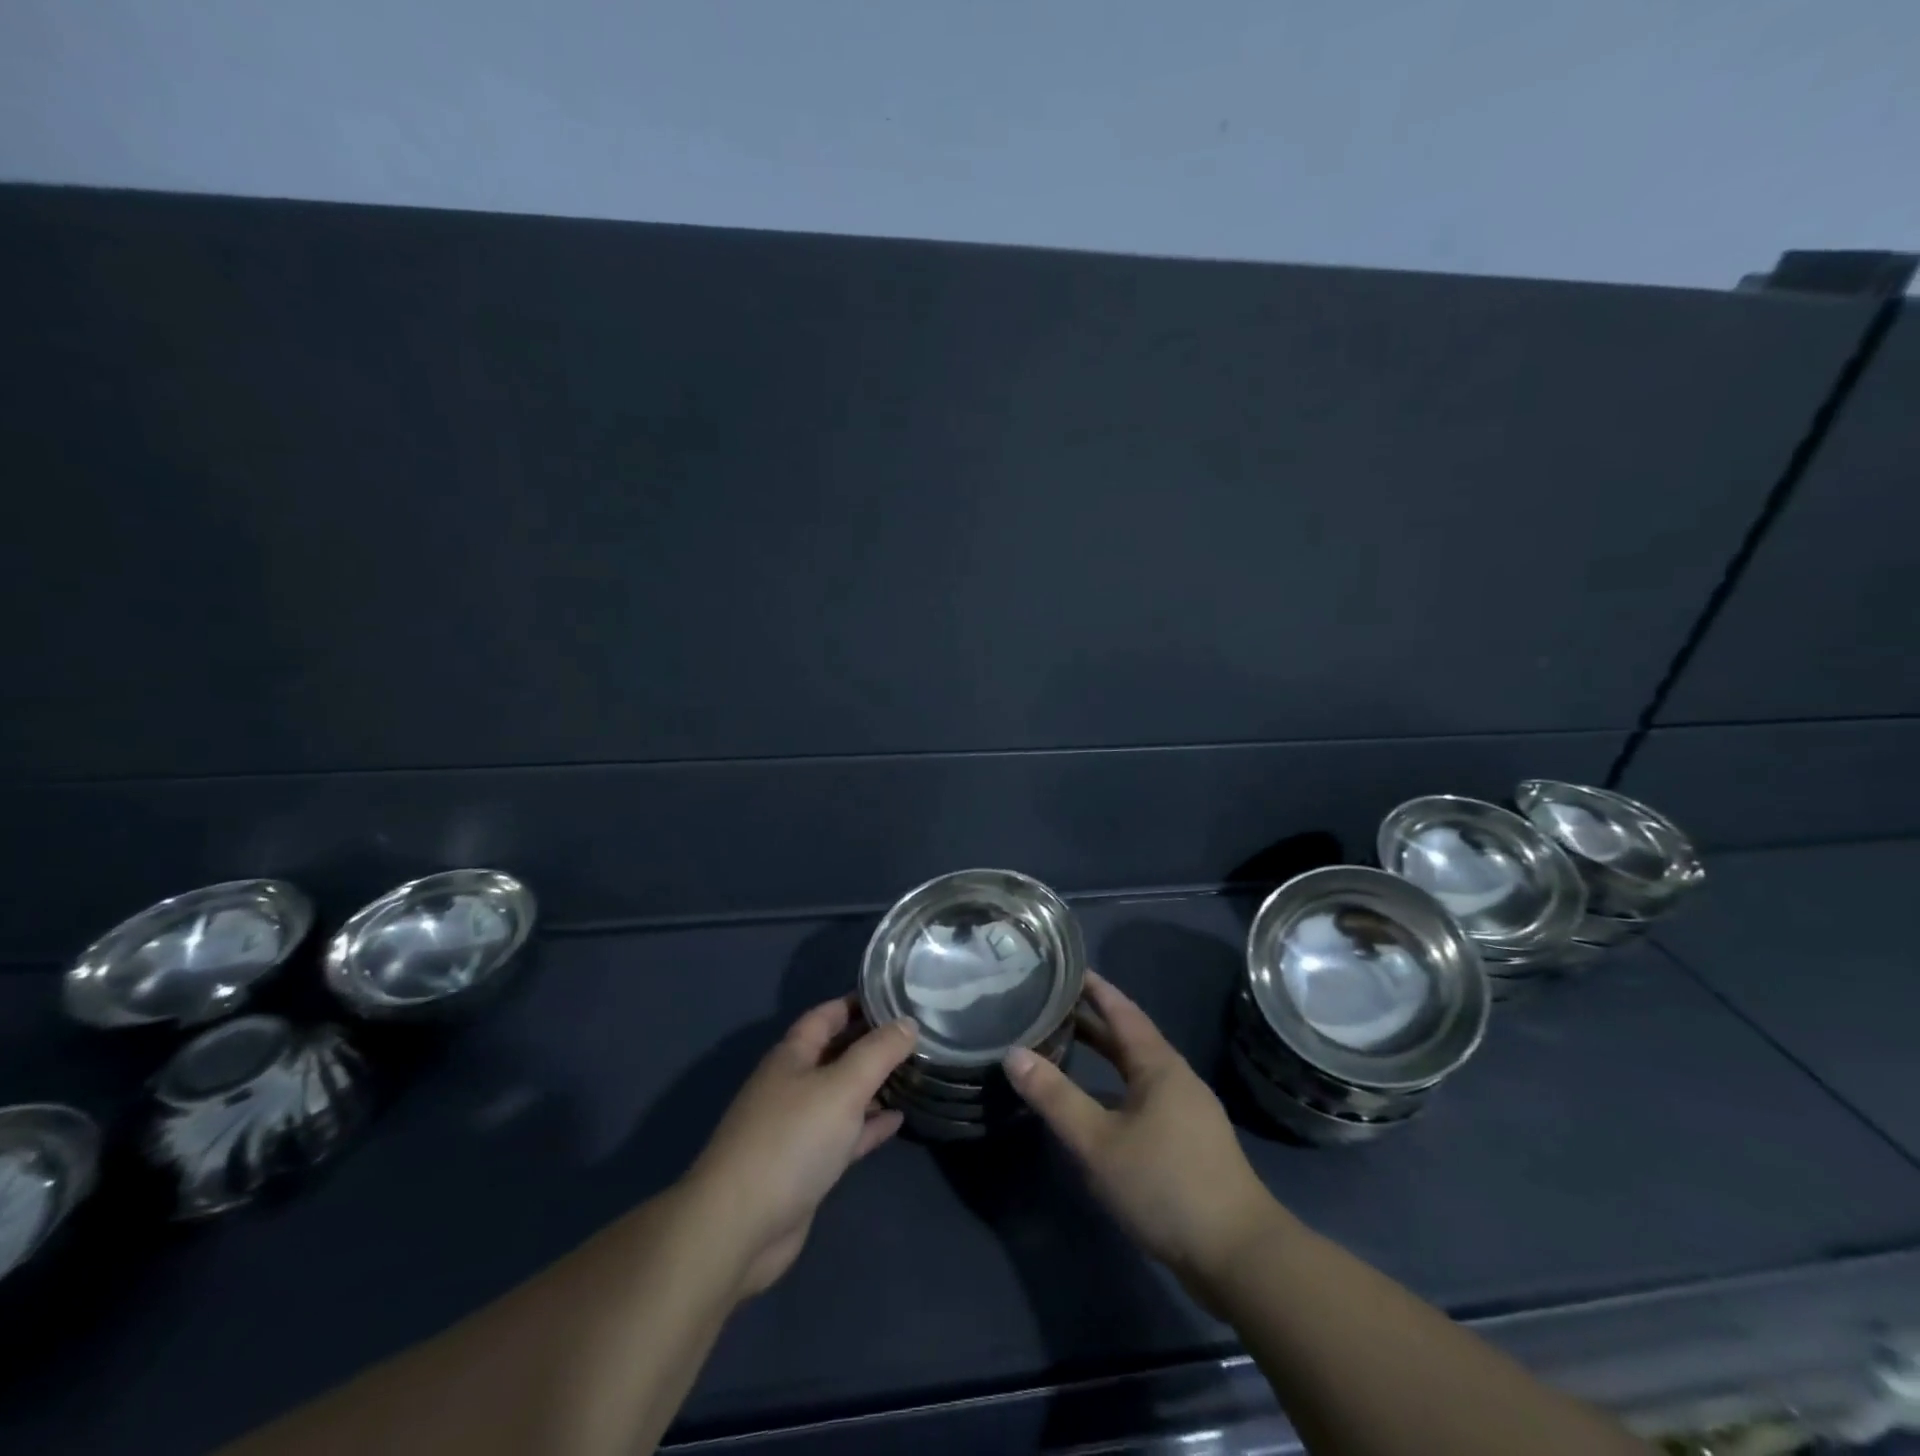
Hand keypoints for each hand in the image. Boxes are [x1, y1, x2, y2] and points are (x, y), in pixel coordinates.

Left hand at [682, 998, 916, 1298]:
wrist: (740, 1226)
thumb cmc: (791, 1140)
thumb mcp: (842, 1087)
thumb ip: (878, 1053)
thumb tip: (907, 1022)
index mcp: (792, 1056)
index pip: (826, 1015)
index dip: (856, 1002)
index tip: (895, 995)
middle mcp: (792, 1085)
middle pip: (836, 1053)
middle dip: (870, 1042)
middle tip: (915, 1034)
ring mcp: (798, 1127)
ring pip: (842, 1095)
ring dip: (873, 1084)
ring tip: (914, 1072)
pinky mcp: (806, 1166)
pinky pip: (844, 1134)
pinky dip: (869, 1125)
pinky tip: (898, 1120)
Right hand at [1004, 972, 1287, 1300]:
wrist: (1240, 1257)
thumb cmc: (1166, 1185)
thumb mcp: (1099, 1142)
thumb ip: (1055, 1097)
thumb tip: (1013, 1053)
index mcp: (1159, 1066)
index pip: (1121, 1010)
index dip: (1094, 988)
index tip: (1065, 968)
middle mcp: (1174, 1079)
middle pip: (1128, 1039)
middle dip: (1092, 1022)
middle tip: (1051, 1006)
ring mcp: (1185, 1113)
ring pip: (1135, 1071)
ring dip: (1103, 1058)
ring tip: (1064, 1050)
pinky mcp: (1187, 1144)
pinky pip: (1142, 1099)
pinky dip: (1113, 1090)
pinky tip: (1093, 1110)